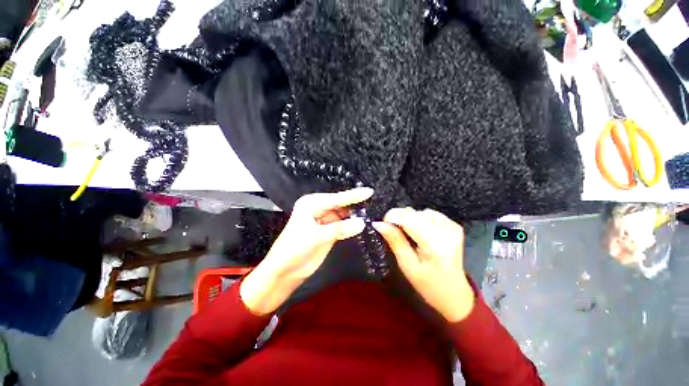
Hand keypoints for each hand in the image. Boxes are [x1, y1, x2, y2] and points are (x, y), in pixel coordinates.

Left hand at [240, 188, 372, 314]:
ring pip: (343, 215)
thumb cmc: (294, 249)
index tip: (369, 191)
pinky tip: (362, 223)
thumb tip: (362, 223)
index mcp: (311, 204)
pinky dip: (351, 225)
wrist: (284, 271)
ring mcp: (324, 220)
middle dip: (355, 204)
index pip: (336, 199)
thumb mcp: (316, 237)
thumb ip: (339, 229)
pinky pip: (342, 225)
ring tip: (372, 210)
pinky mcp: (328, 231)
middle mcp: (318, 209)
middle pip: (340, 205)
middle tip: (374, 201)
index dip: (353, 196)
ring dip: (354, 215)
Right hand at [373, 208, 474, 321]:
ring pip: (421, 212)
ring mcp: (452, 227)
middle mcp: (446, 231)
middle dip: (400, 219)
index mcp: (434, 245)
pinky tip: (422, 233)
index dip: (392, 217)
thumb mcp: (407, 265)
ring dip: (411, 220)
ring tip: (411, 236)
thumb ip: (394, 241)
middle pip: (414, 213)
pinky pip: (430, 214)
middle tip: (395, 233)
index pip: (409, 218)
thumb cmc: (428, 284)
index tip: (382, 224)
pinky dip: (421, 220)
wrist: (454, 293)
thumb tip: (378, 224)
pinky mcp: (454, 226)